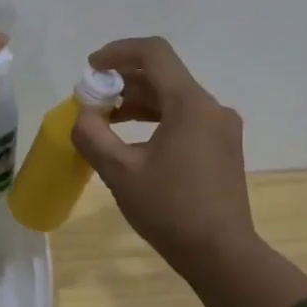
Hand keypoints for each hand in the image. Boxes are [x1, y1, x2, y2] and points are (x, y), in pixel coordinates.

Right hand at [72, 36, 306, 306]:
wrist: (221, 254)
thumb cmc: (170, 210)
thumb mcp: (120, 172)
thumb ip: (93, 135)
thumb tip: (84, 115)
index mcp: (190, 104)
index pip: (153, 53)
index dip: (118, 52)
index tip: (91, 68)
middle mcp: (211, 107)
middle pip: (163, 75)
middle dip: (123, 81)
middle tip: (91, 100)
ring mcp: (221, 128)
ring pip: (174, 98)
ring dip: (138, 102)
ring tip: (105, 120)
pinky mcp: (222, 148)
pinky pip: (185, 119)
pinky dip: (156, 120)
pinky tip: (132, 142)